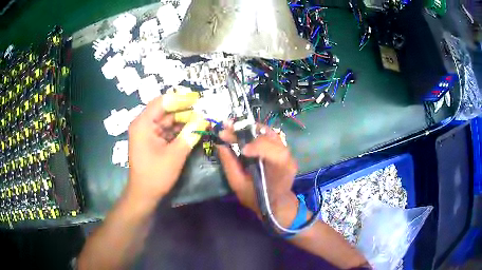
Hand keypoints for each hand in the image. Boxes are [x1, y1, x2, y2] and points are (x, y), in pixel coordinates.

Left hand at [127, 93, 208, 203]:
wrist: (144, 195)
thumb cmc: (156, 175)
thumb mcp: (175, 154)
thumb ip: (189, 134)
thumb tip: (203, 119)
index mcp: (143, 124)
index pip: (162, 102)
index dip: (180, 98)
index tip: (198, 99)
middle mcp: (143, 124)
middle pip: (165, 110)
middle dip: (184, 111)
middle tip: (203, 111)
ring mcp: (147, 133)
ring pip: (167, 120)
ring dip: (183, 121)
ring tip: (201, 121)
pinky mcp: (152, 141)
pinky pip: (166, 130)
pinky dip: (179, 130)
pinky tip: (192, 130)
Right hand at [217, 124, 297, 220]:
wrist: (276, 203)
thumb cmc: (258, 198)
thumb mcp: (239, 186)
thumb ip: (230, 165)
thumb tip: (220, 145)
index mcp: (280, 171)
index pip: (274, 152)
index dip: (257, 146)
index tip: (240, 149)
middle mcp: (287, 158)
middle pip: (269, 137)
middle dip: (246, 131)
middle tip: (226, 128)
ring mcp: (287, 151)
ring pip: (268, 132)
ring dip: (249, 128)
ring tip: (231, 127)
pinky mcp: (282, 148)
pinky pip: (268, 135)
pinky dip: (254, 132)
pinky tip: (241, 131)